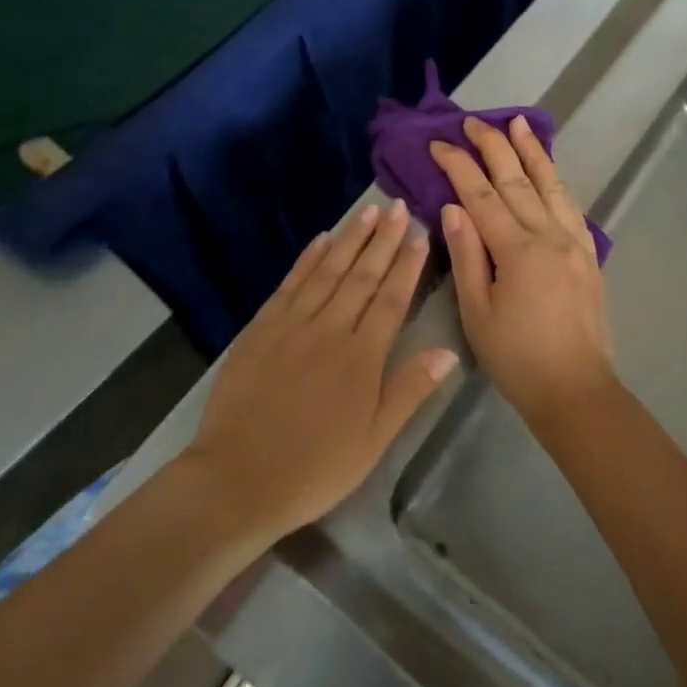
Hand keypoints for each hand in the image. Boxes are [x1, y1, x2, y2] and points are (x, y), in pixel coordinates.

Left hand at [185, 200, 457, 540]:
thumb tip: (448, 351)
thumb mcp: (374, 441)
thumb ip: (409, 391)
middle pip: (361, 276)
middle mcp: (329, 330)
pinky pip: (289, 284)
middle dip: (383, 240)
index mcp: (361, 357)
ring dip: (349, 240)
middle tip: (397, 207)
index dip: (407, 266)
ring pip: (327, 272)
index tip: (419, 235)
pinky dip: (307, 260)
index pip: (391, 300)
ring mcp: (291, 325)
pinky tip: (320, 240)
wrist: (237, 479)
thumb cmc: (314, 468)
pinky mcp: (260, 329)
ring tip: (368, 211)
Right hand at [431, 117, 616, 427]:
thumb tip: (453, 206)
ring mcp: (574, 242)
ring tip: (519, 123)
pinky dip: (556, 179)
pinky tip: (547, 169)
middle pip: (517, 180)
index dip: (458, 166)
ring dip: (532, 151)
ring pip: (550, 184)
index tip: (439, 143)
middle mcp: (549, 235)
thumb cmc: (516, 358)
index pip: (481, 195)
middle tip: (473, 121)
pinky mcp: (587, 254)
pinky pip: (570, 204)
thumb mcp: (477, 312)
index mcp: (517, 250)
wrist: (575, 389)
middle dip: (493, 146)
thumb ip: (467, 255)